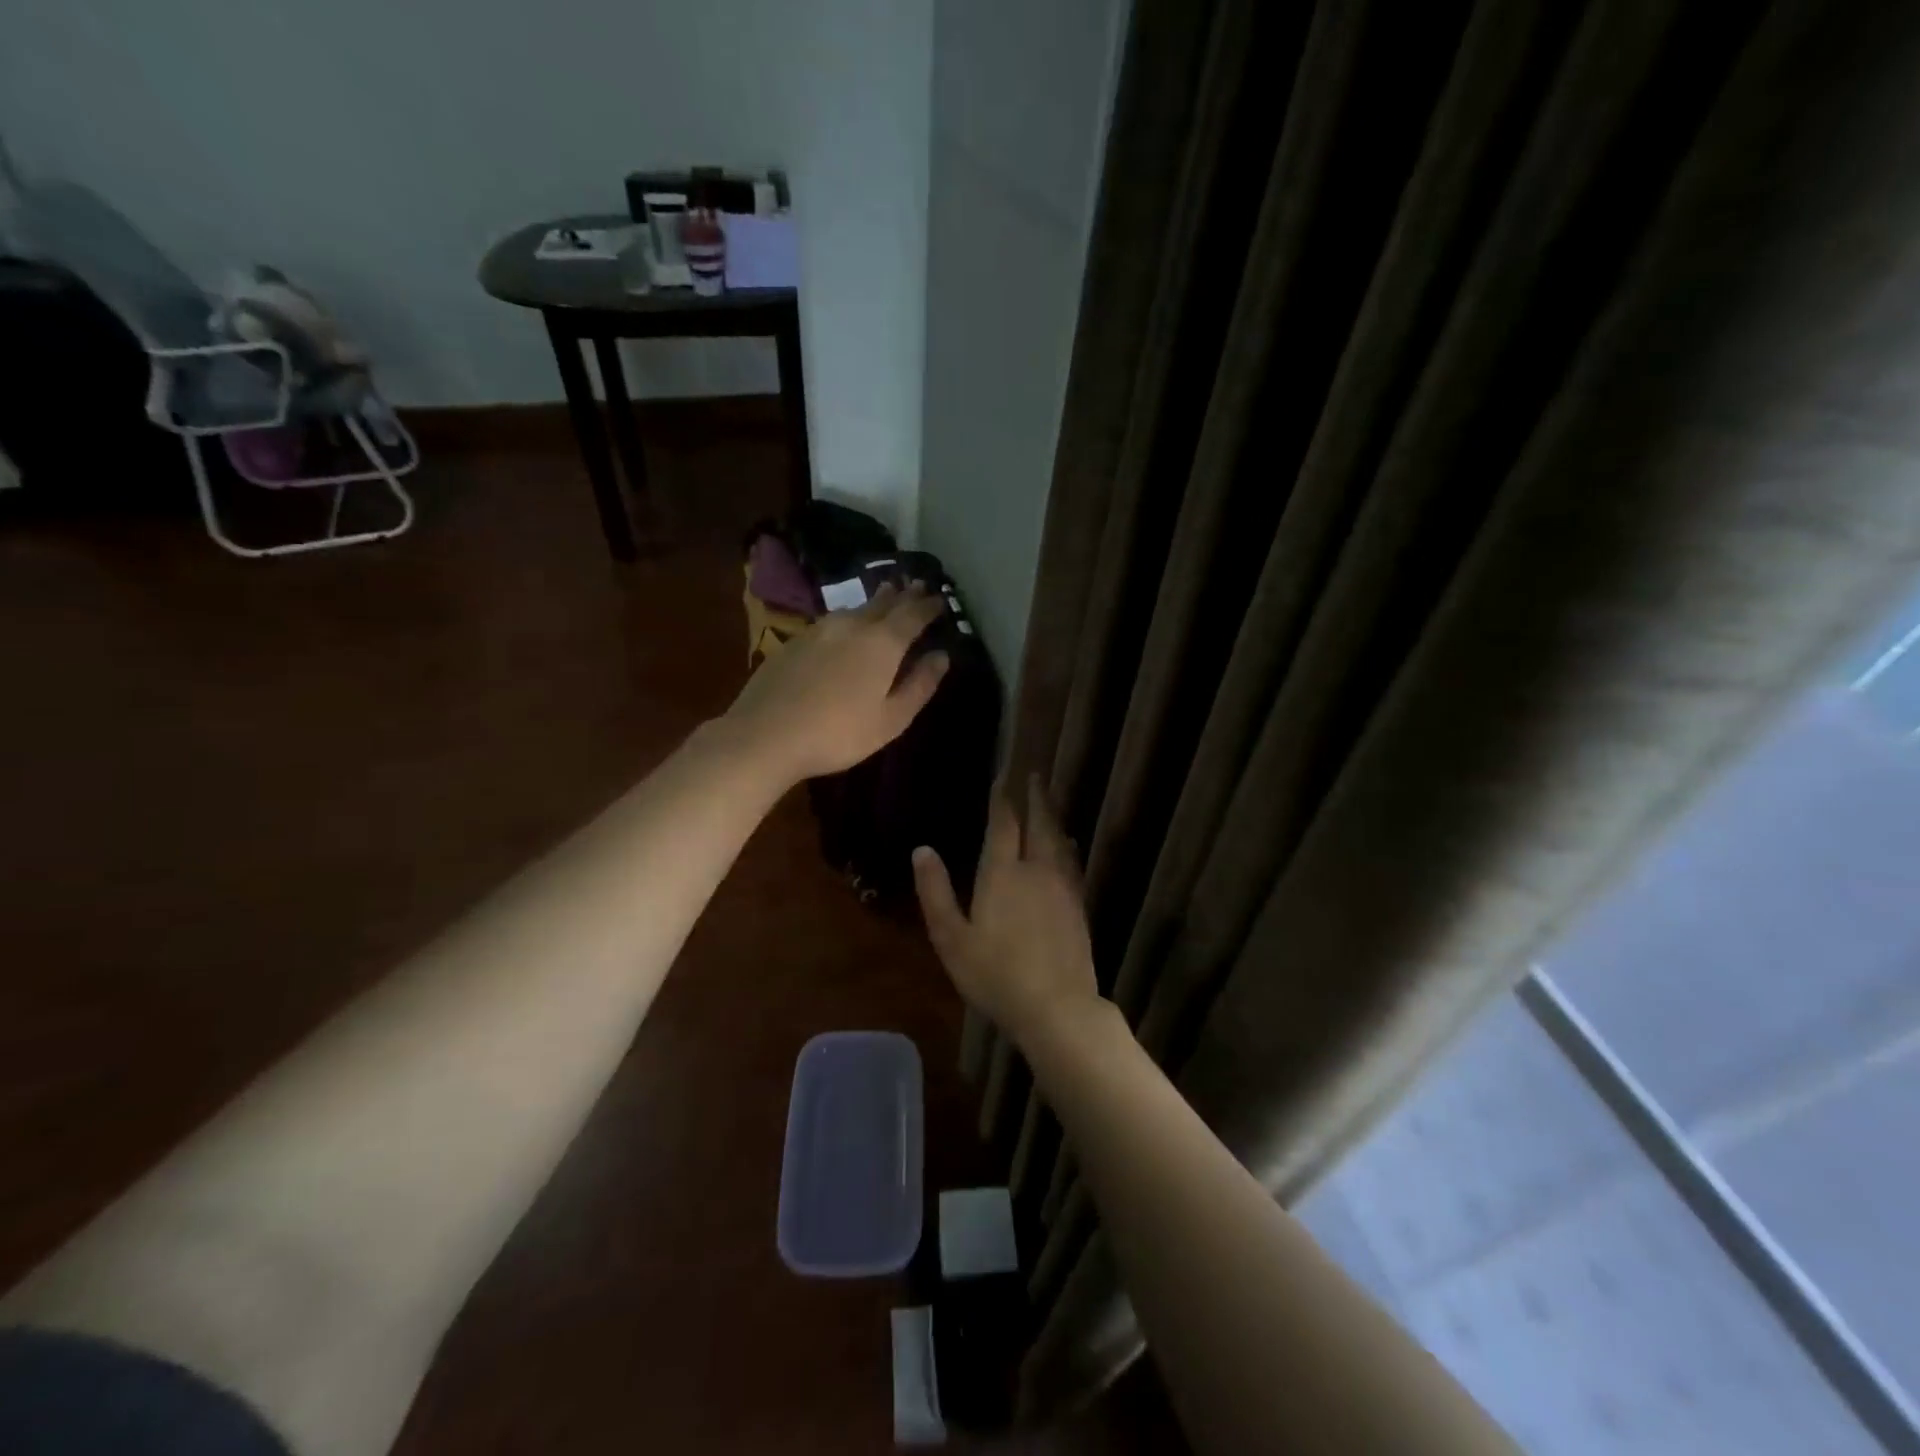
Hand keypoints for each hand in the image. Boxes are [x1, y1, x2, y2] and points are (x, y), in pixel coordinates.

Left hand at [722, 581, 949, 785]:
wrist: (765, 735)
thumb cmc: (838, 734)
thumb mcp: (891, 720)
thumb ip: (919, 685)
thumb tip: (941, 657)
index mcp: (882, 643)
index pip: (913, 614)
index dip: (929, 606)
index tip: (941, 600)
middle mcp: (852, 625)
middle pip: (884, 603)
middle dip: (903, 595)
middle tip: (916, 585)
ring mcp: (819, 630)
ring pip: (855, 608)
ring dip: (875, 602)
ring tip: (886, 597)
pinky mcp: (794, 641)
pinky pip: (831, 621)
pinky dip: (848, 619)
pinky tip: (845, 627)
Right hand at [913, 774, 1101, 1044]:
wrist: (1057, 1006)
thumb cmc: (995, 975)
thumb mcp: (951, 938)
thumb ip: (936, 892)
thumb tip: (922, 850)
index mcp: (1003, 873)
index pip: (1003, 824)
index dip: (1003, 798)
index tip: (1004, 775)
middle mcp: (1036, 870)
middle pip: (1038, 823)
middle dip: (1035, 796)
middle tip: (1033, 773)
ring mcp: (1063, 887)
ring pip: (1058, 839)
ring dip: (1052, 815)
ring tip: (1048, 801)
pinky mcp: (1078, 905)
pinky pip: (1071, 861)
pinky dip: (1066, 844)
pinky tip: (1066, 845)